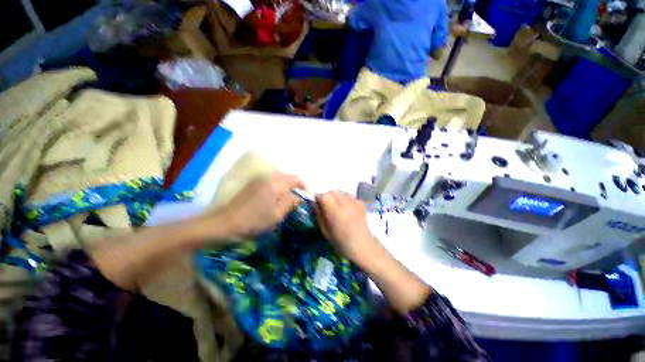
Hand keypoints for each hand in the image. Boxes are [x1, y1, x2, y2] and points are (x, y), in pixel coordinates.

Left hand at [220, 172, 304, 237]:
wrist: (226, 223)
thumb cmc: (254, 221)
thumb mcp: (276, 215)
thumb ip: (290, 203)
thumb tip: (299, 197)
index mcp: (276, 184)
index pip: (297, 179)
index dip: (305, 187)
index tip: (309, 196)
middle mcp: (269, 177)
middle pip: (289, 175)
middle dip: (297, 184)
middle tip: (301, 196)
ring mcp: (260, 178)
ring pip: (280, 176)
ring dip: (288, 183)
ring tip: (291, 195)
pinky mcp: (254, 182)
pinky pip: (272, 178)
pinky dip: (280, 184)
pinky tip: (278, 194)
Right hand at [315, 191, 376, 262]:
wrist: (362, 246)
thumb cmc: (341, 242)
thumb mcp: (325, 231)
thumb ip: (319, 215)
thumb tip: (314, 203)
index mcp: (335, 212)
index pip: (324, 195)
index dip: (318, 198)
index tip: (317, 204)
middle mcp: (345, 204)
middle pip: (332, 191)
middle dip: (327, 196)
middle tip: (327, 206)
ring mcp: (354, 202)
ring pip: (341, 192)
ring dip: (336, 197)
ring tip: (337, 207)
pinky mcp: (360, 203)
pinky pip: (349, 196)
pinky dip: (345, 199)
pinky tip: (346, 208)